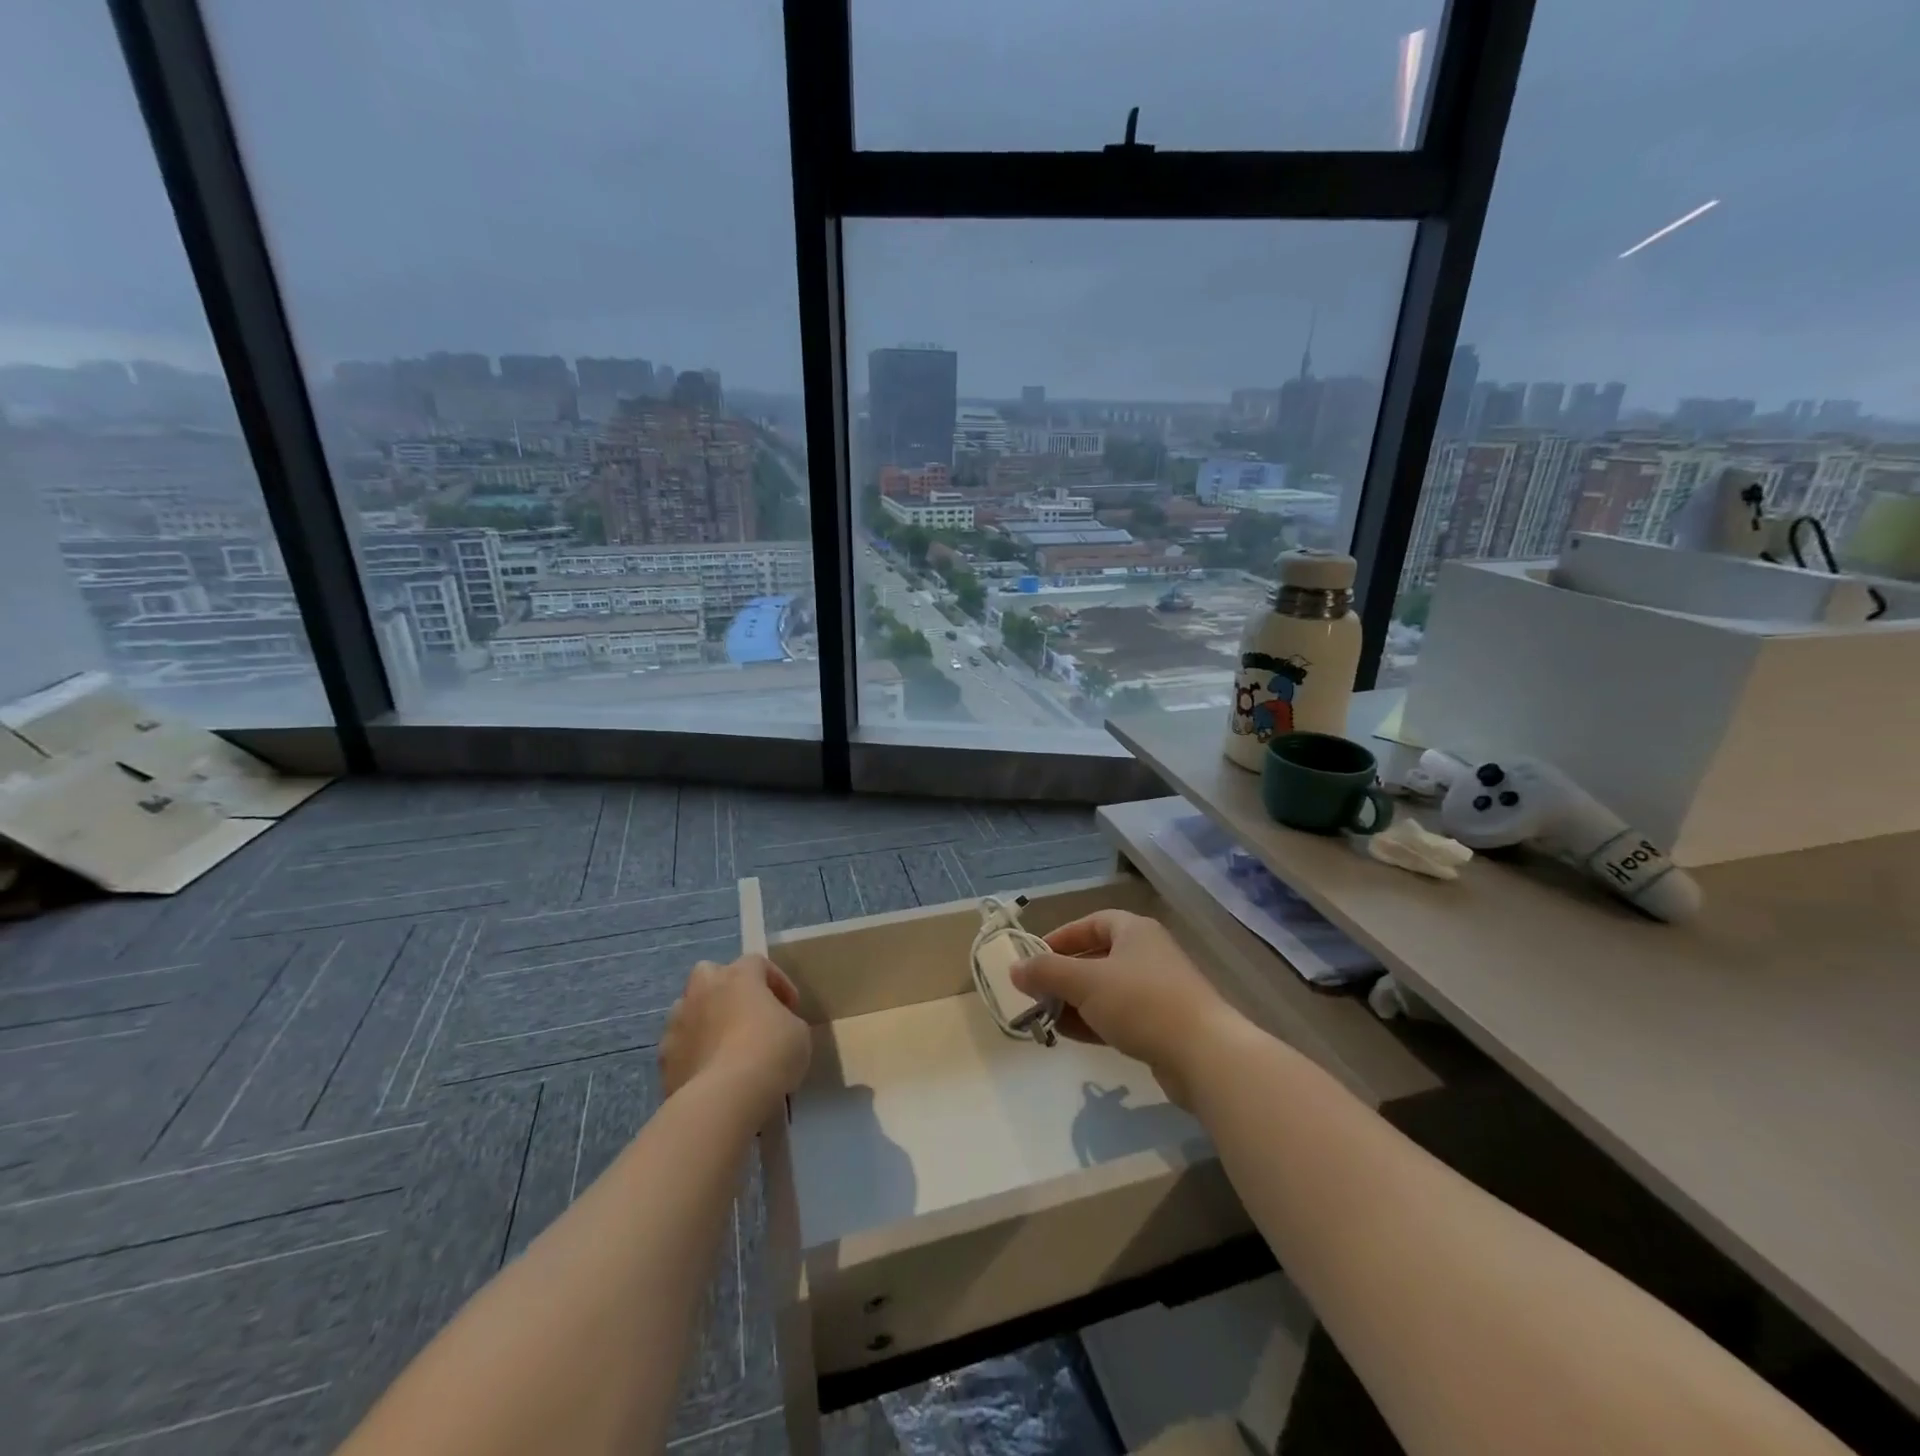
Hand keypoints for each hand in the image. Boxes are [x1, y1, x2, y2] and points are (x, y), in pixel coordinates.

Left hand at [661, 954, 810, 1119]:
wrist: (726, 1098)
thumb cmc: (771, 1052)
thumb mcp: (797, 1032)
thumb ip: (783, 1020)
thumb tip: (773, 1029)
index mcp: (738, 976)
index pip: (757, 963)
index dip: (776, 981)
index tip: (790, 1007)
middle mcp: (703, 990)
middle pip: (709, 973)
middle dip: (724, 988)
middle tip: (744, 1013)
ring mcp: (678, 1023)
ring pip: (687, 1009)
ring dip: (704, 1020)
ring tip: (724, 1047)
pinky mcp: (664, 1058)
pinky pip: (680, 1046)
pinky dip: (692, 1054)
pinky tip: (709, 1073)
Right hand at [1012, 910, 1239, 1106]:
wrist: (1203, 1054)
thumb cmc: (1141, 1002)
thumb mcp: (1085, 982)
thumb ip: (1046, 973)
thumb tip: (1015, 969)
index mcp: (1134, 931)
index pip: (1092, 923)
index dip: (1062, 937)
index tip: (1035, 957)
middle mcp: (1147, 955)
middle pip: (1097, 958)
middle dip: (1063, 975)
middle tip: (1035, 992)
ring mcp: (1157, 991)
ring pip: (1106, 991)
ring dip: (1075, 1002)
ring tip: (1045, 1018)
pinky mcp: (1162, 1025)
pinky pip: (1119, 1016)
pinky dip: (1093, 1022)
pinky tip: (1069, 1035)